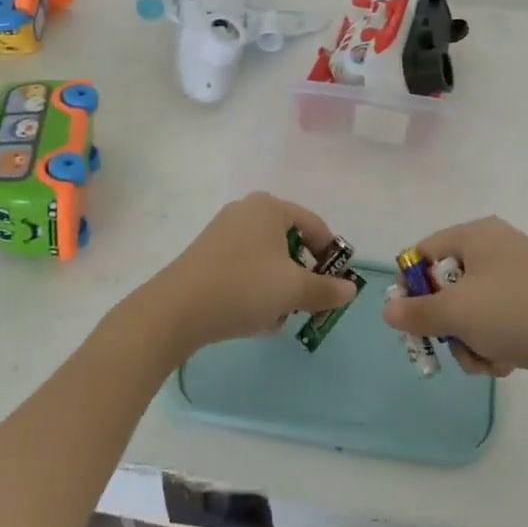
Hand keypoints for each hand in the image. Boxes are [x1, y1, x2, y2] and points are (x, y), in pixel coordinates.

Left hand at [137, 193, 358, 362]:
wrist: (177, 310)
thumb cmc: (244, 288)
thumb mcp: (294, 291)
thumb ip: (327, 290)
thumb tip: (351, 289)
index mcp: (270, 207)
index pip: (316, 226)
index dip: (331, 256)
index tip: (335, 286)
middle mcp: (246, 211)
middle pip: (290, 244)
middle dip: (301, 277)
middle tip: (306, 305)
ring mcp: (222, 233)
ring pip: (267, 261)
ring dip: (278, 289)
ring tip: (278, 318)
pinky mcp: (206, 256)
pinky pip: (244, 270)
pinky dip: (255, 291)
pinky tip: (254, 319)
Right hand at [382, 217, 527, 393]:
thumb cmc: (513, 314)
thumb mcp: (456, 313)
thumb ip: (415, 312)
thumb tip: (387, 311)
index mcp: (477, 234)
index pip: (424, 252)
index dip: (410, 285)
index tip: (409, 317)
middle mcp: (496, 248)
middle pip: (446, 285)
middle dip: (445, 323)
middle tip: (443, 346)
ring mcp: (517, 277)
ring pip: (469, 310)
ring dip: (467, 341)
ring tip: (482, 360)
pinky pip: (495, 322)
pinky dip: (491, 344)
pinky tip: (502, 364)